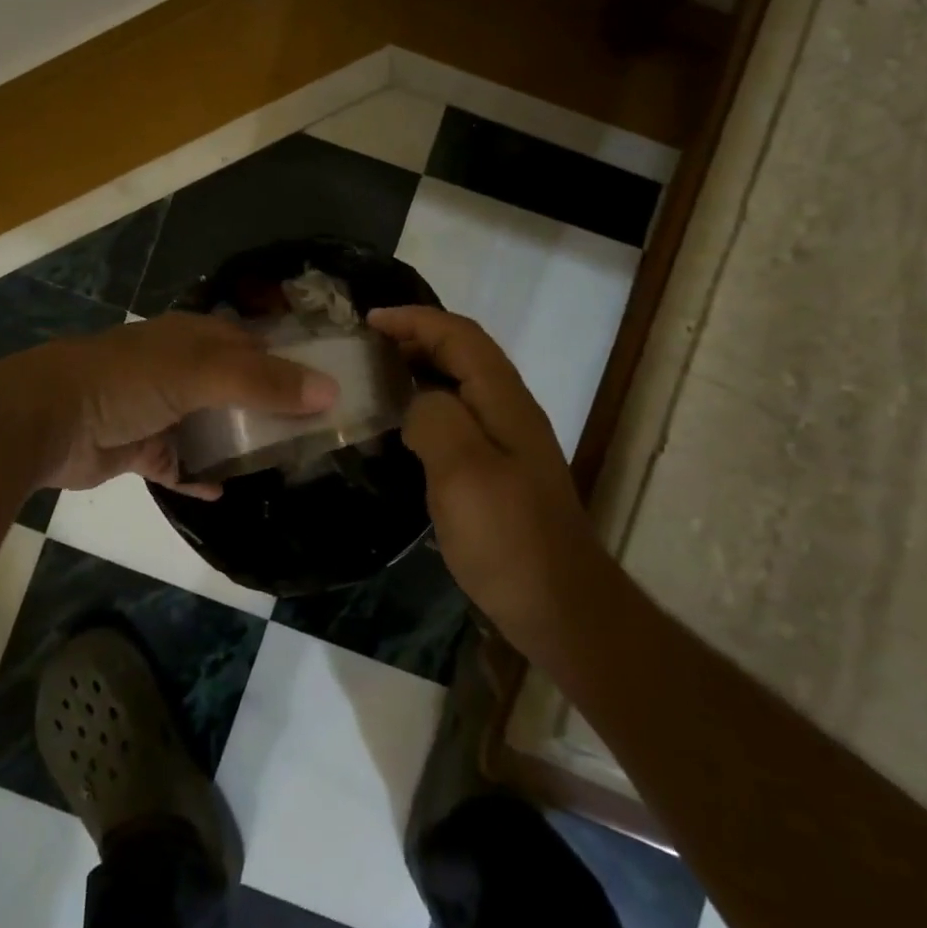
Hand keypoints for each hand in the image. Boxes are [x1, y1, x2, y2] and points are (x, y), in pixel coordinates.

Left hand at [2, 313, 337, 496]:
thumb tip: (330, 392)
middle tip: (312, 435)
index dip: (289, 362)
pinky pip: (178, 463)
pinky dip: (197, 475)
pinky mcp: (140, 447)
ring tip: (279, 464)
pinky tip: (221, 490)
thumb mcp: (200, 372)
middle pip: (235, 387)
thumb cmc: (127, 382)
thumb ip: (263, 381)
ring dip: (237, 442)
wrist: (47, 420)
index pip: (253, 345)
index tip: (328, 389)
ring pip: (210, 425)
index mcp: (193, 339)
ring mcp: (158, 409)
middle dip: (269, 407)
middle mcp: (179, 369)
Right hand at [368, 306, 597, 650]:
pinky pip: (458, 419)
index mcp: (504, 401)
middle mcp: (509, 411)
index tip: (369, 321)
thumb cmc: (508, 538)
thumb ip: (435, 419)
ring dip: (420, 372)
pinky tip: (402, 430)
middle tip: (367, 350)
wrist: (559, 607)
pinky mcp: (499, 472)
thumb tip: (416, 402)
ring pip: (460, 386)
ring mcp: (508, 443)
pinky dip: (426, 407)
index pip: (459, 336)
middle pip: (463, 354)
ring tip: (376, 382)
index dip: (415, 320)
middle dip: (416, 340)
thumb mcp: (463, 472)